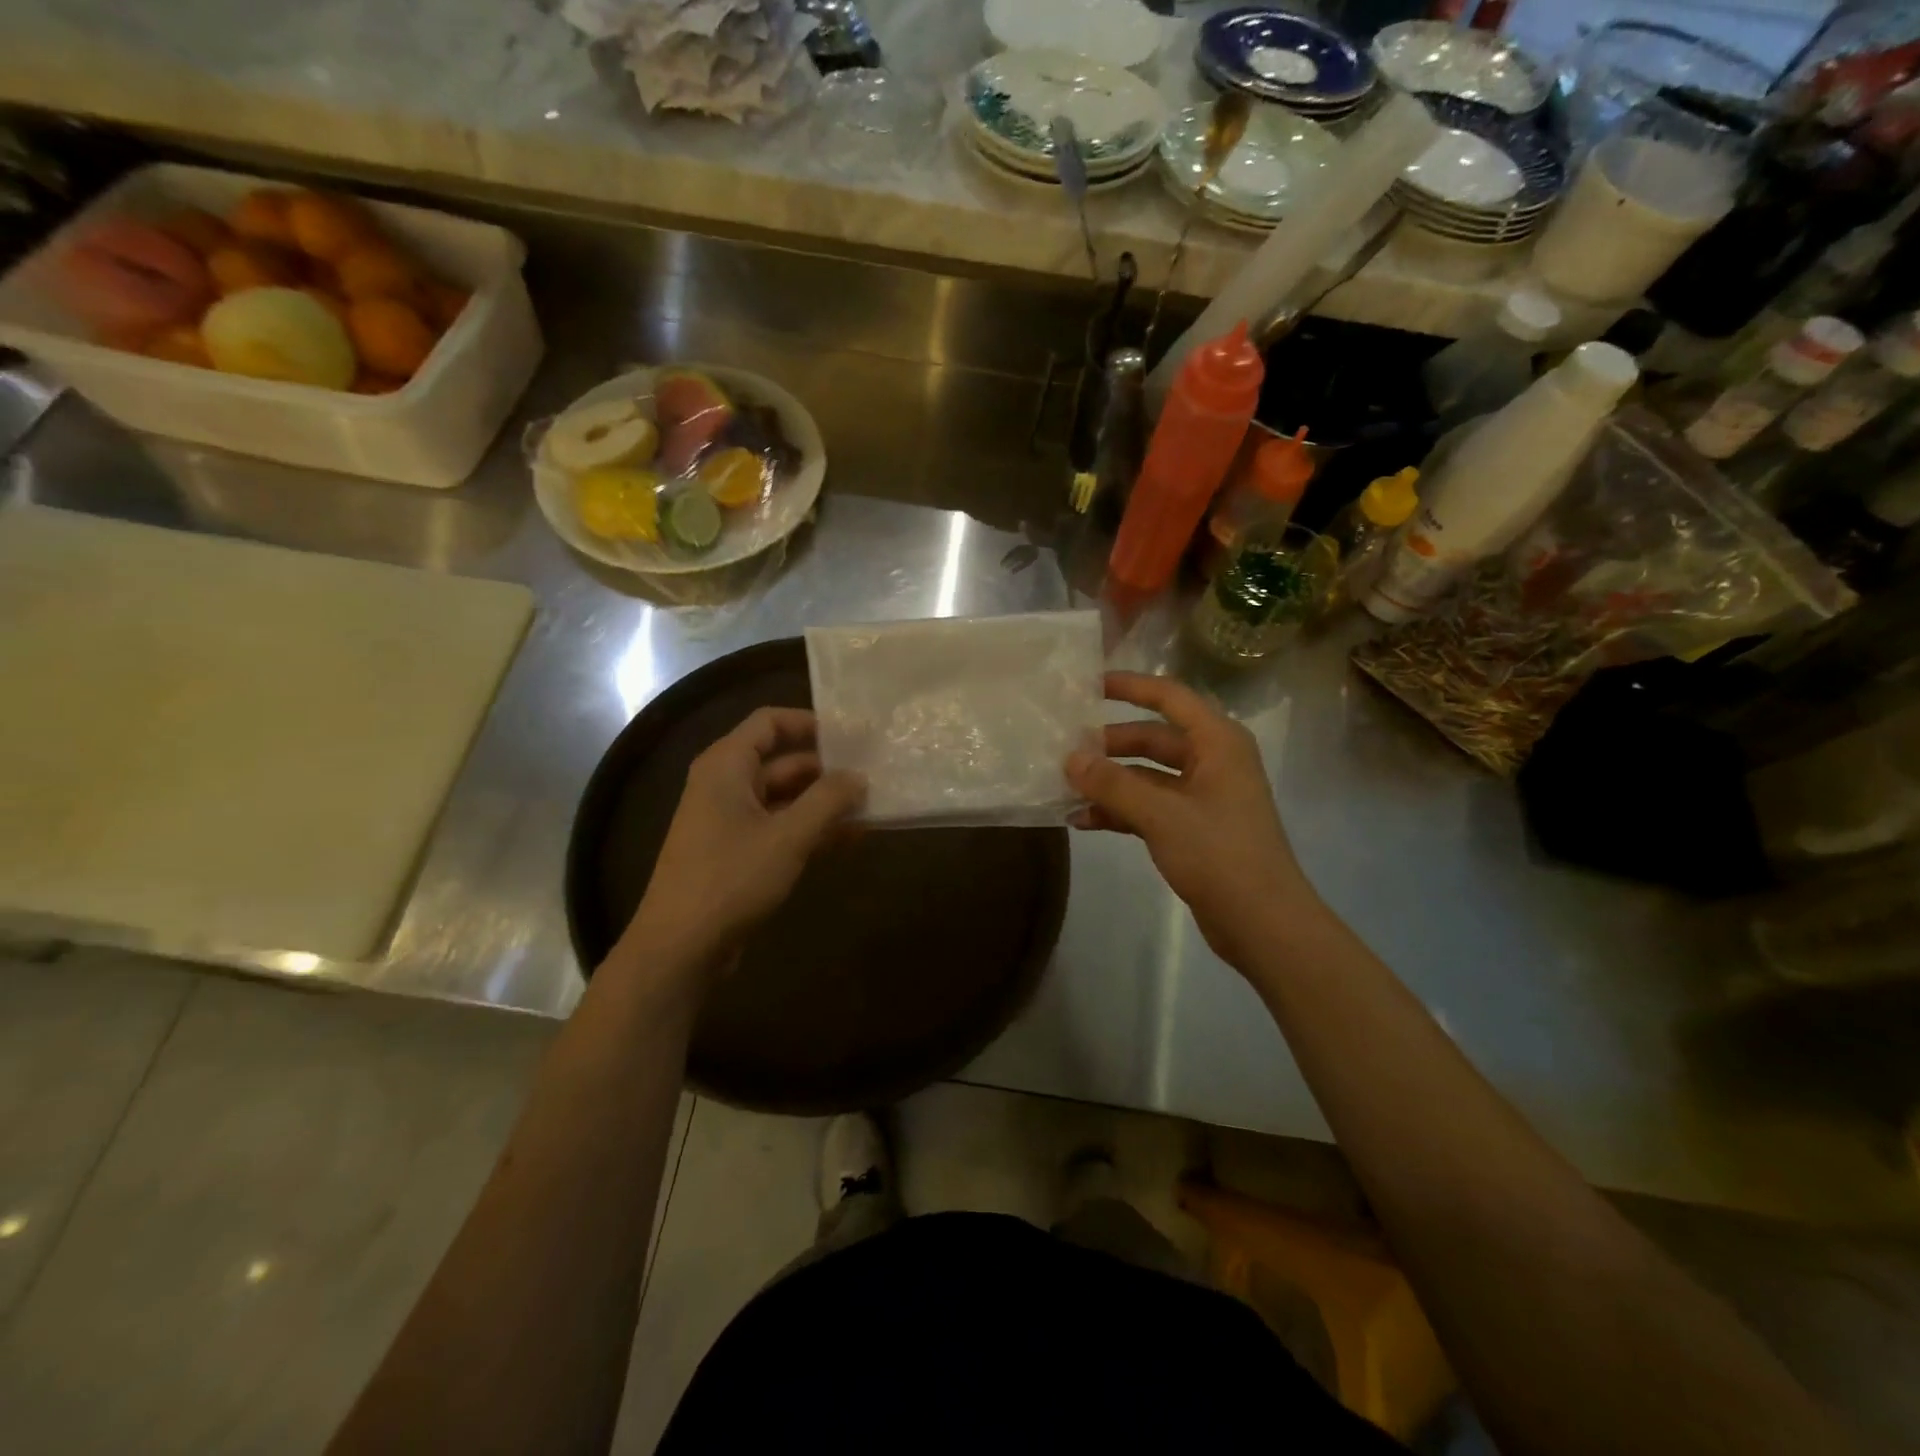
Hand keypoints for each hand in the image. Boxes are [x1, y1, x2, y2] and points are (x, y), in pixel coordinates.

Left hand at [618, 706, 864, 979]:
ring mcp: (730, 821)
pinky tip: (851, 839)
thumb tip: (860, 777)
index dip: (810, 723)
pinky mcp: (738, 853)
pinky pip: (780, 828)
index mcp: (726, 766)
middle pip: (782, 762)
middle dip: (827, 769)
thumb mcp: (788, 837)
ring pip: (785, 798)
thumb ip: (828, 801)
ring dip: (824, 803)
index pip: (769, 722)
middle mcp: (726, 785)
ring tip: (871, 807)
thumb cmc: (730, 879)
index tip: (852, 734)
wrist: (680, 947)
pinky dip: (811, 829)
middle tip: (873, 775)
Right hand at [1065, 672, 1314, 968]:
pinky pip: (1149, 806)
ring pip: (1147, 775)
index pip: (1170, 697)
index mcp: (1218, 742)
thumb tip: (1070, 758)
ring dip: (1110, 781)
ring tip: (1064, 786)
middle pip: (1153, 738)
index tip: (1089, 685)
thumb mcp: (1161, 815)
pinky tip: (1083, 820)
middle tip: (1065, 748)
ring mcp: (1203, 796)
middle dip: (1110, 744)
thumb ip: (1112, 784)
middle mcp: (1212, 761)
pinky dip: (1120, 810)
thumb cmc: (1219, 855)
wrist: (1263, 923)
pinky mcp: (1193, 828)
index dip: (1130, 687)